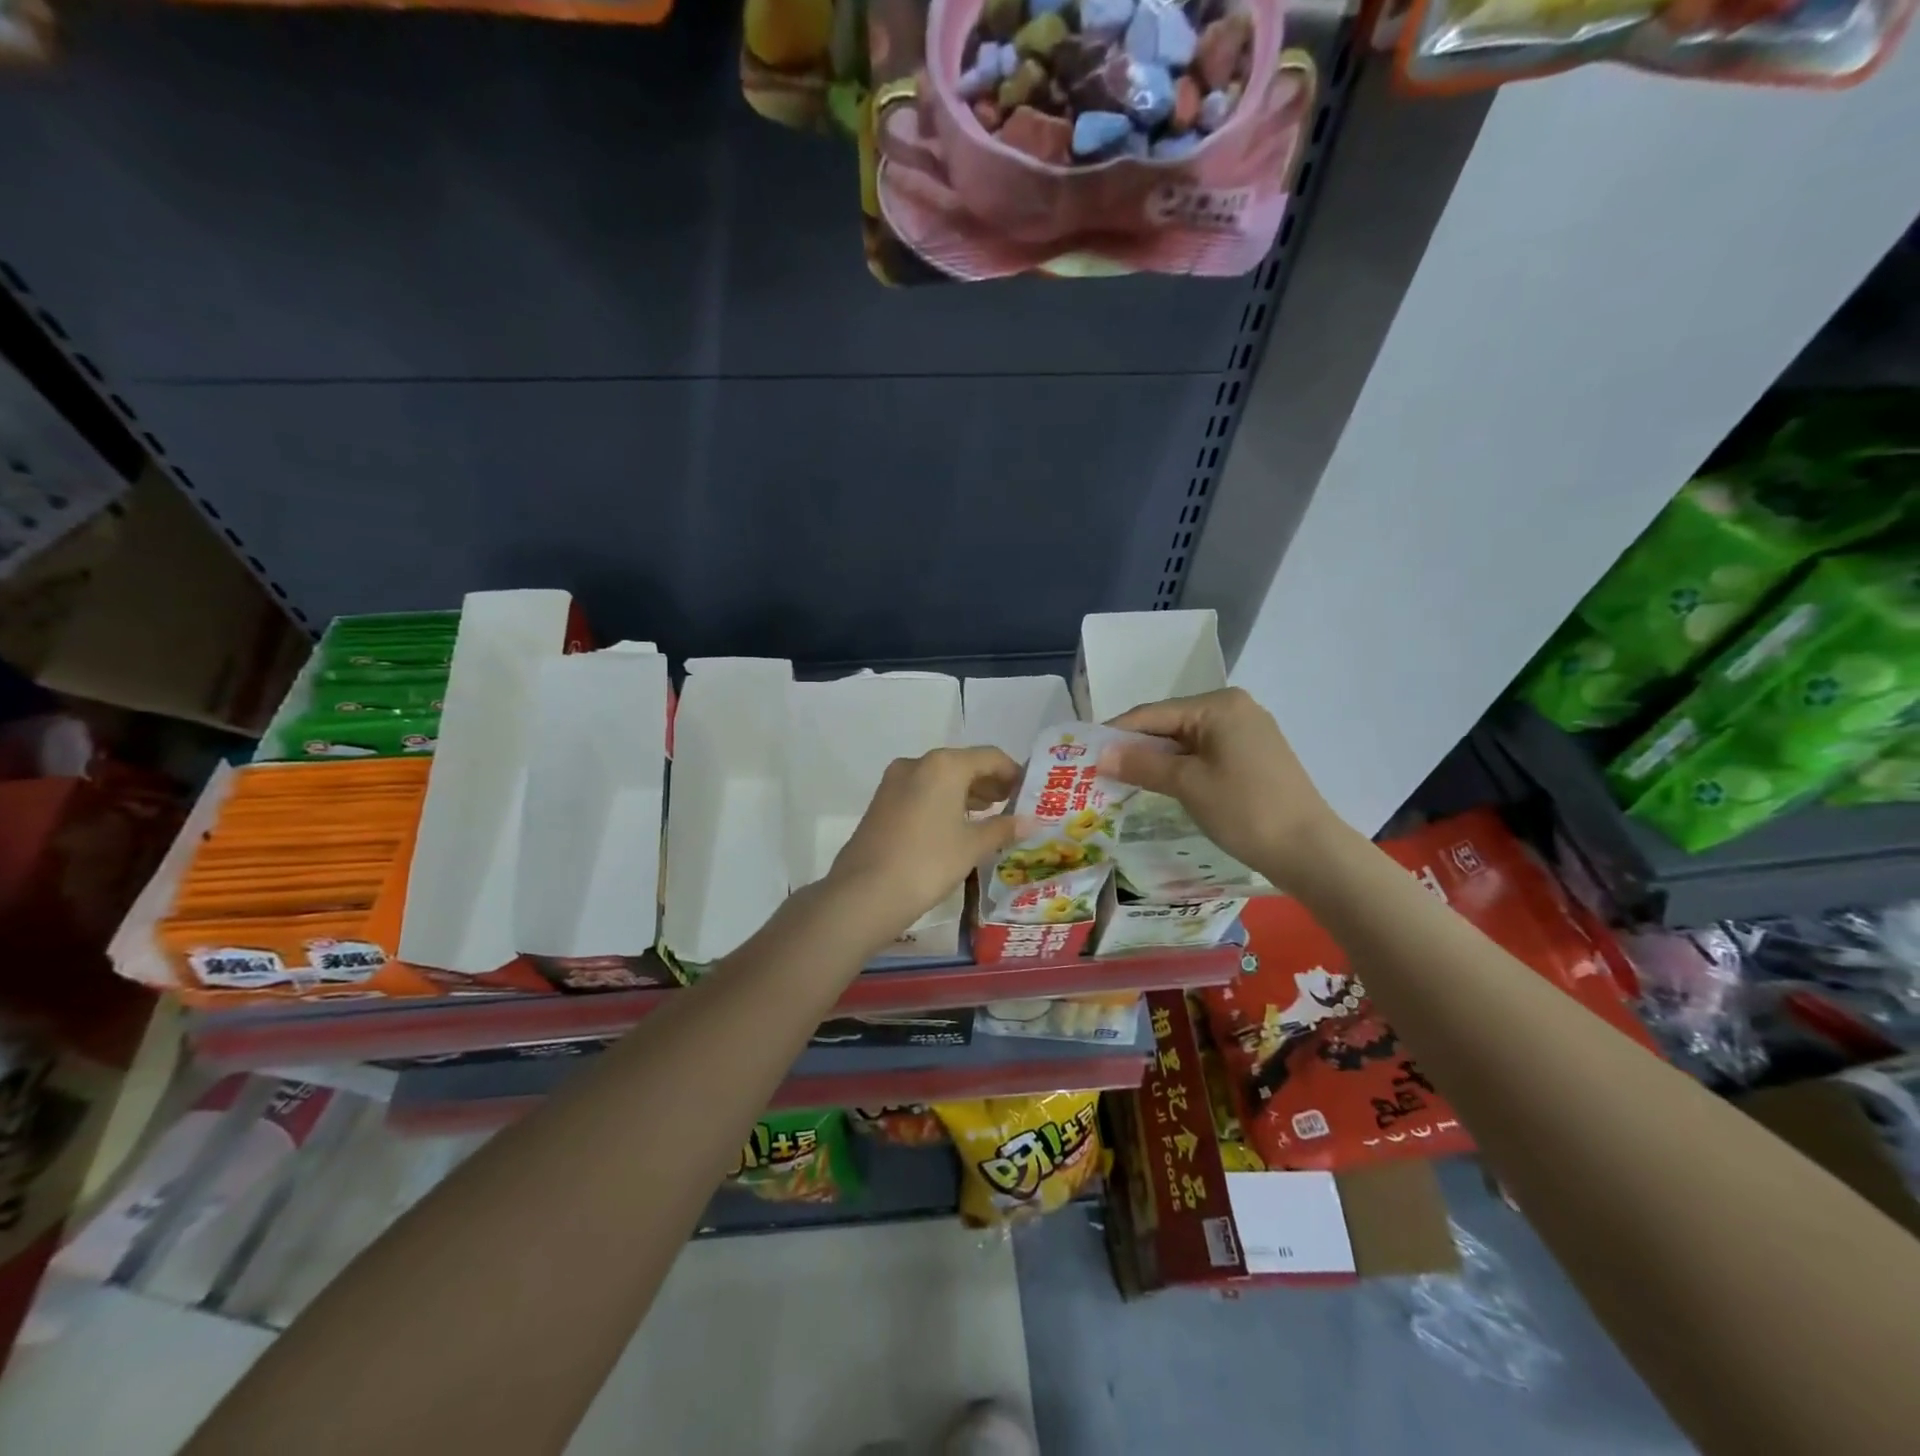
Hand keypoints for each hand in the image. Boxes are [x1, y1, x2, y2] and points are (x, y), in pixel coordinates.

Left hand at [827, 746, 1022, 949]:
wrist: (864, 893)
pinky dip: (943, 801)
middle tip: (1012, 805)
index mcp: (944, 765)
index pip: (990, 757)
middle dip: (989, 783)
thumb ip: (1003, 828)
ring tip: (988, 816)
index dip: (1013, 773)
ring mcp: (894, 781)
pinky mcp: (881, 801)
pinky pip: (921, 791)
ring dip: (966, 792)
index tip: (1029, 793)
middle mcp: (918, 763)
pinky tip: (955, 825)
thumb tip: (1032, 821)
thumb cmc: (928, 863)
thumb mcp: (972, 847)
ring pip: (940, 778)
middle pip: (964, 764)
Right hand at [1099, 688, 1341, 892]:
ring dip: (1155, 758)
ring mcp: (1247, 731)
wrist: (1308, 850)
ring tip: (1121, 778)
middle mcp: (1234, 708)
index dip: (1115, 733)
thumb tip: (1100, 755)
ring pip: (1185, 740)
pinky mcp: (1253, 755)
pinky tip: (1159, 783)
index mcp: (1219, 704)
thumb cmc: (1244, 810)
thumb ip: (1141, 764)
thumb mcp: (1187, 784)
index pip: (1152, 713)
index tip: (1083, 751)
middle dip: (1135, 746)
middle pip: (1169, 723)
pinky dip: (1179, 766)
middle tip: (1098, 769)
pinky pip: (1204, 752)